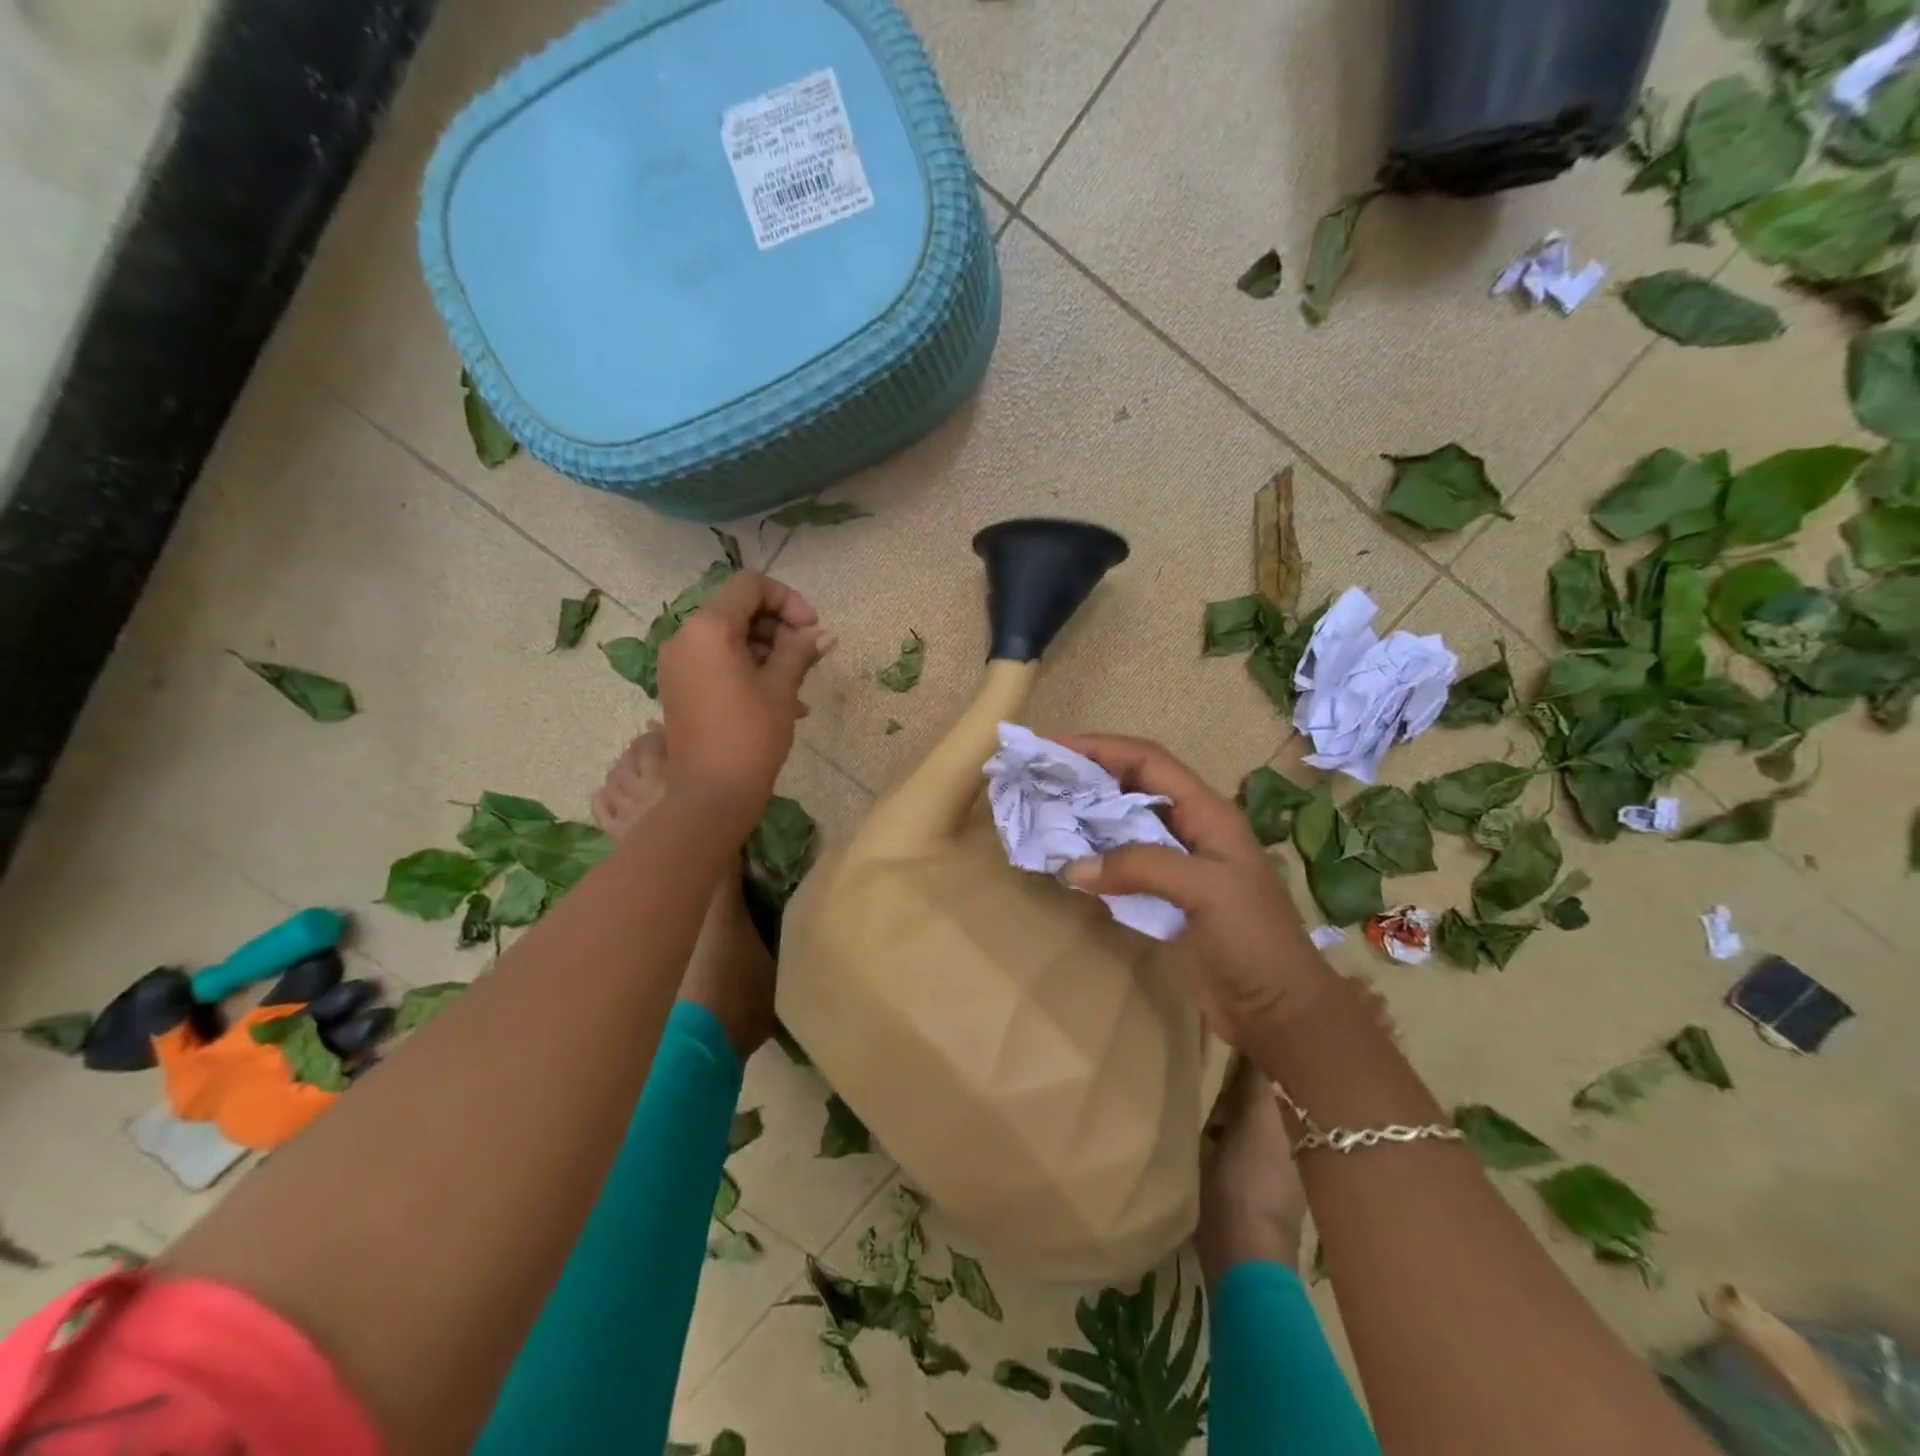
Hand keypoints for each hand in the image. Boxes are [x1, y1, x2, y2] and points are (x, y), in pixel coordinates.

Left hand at [656, 572, 828, 832]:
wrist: (710, 794)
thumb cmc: (750, 735)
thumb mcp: (781, 687)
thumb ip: (800, 651)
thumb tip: (822, 634)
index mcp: (708, 627)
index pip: (751, 586)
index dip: (788, 600)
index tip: (812, 630)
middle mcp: (685, 636)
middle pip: (738, 609)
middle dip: (778, 627)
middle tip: (808, 657)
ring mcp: (678, 663)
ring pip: (730, 638)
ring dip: (767, 651)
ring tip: (798, 685)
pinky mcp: (680, 686)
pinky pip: (717, 661)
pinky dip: (748, 669)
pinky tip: (780, 699)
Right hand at [1056, 734, 1334, 1048]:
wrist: (1276, 1010)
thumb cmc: (1251, 939)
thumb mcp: (1204, 890)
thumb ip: (1140, 866)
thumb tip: (1072, 868)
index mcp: (1207, 812)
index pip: (1148, 761)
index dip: (1102, 747)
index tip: (1054, 747)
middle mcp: (1189, 828)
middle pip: (1131, 786)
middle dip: (1087, 776)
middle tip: (1040, 776)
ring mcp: (1176, 863)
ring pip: (1123, 824)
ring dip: (1086, 815)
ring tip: (1043, 810)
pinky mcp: (1163, 896)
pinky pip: (1120, 863)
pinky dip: (1092, 856)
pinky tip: (1066, 858)